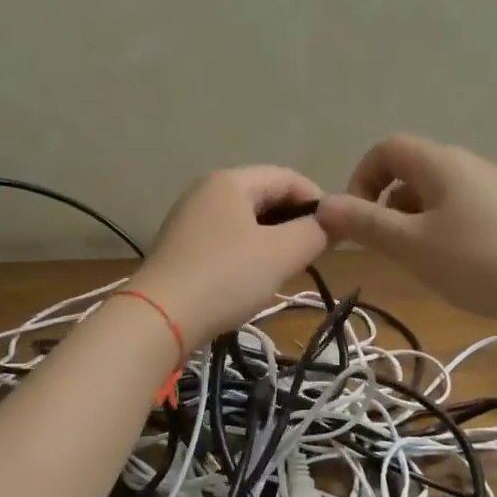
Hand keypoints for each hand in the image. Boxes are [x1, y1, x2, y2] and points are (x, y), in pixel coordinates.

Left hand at [135, 166, 327, 346]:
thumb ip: (315, 232)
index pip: (288, 178)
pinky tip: (254, 280)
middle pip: (265, 196)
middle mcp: (206, 191)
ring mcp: (189, 220)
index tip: (337, 234)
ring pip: (246, 221)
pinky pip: (227, 240)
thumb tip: (335, 222)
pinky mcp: (181, 248)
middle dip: (295, 222)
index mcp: (230, 181)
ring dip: (273, 241)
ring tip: (288, 269)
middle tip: (314, 255)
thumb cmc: (225, 277)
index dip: (319, 202)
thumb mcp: (281, 254)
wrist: (159, 318)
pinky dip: (249, 253)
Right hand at [317, 135, 496, 322]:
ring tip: (416, 259)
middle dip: (384, 205)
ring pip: (432, 193)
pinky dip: (438, 228)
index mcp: (439, 163)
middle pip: (409, 170)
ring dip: (410, 220)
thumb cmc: (477, 260)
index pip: (385, 149)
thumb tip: (323, 206)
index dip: (361, 179)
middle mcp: (464, 165)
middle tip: (384, 245)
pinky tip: (450, 263)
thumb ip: (365, 224)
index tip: (357, 219)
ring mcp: (489, 187)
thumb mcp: (411, 245)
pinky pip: (457, 208)